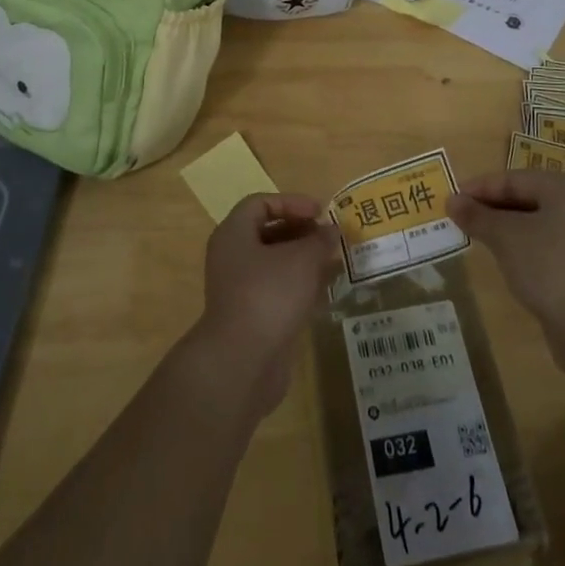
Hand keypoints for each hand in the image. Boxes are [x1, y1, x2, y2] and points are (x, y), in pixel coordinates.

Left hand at [191, 193, 340, 414]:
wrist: (242, 363)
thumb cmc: (269, 295)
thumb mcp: (302, 260)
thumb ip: (320, 241)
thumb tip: (331, 231)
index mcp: (234, 234)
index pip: (261, 203)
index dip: (292, 202)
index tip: (320, 212)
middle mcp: (231, 257)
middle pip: (267, 232)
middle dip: (301, 232)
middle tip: (328, 237)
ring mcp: (238, 289)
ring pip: (274, 264)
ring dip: (303, 260)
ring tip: (333, 262)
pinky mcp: (250, 317)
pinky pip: (276, 290)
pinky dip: (298, 286)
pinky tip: (323, 293)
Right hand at [449, 171, 564, 334]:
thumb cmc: (548, 266)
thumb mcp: (505, 237)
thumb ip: (477, 216)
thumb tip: (452, 201)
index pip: (515, 179)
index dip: (480, 188)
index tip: (452, 197)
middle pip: (526, 198)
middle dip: (491, 208)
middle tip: (458, 216)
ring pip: (534, 222)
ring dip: (503, 228)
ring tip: (473, 234)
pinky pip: (544, 244)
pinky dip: (521, 246)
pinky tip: (500, 256)